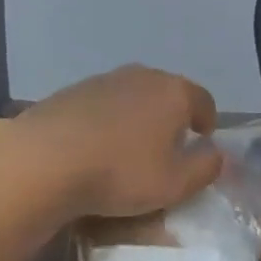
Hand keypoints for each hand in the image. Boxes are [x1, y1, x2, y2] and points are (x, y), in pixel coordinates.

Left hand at [16, 65, 222, 218]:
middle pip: (168, 93)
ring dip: (137, 117)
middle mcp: (143, 76)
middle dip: (172, 117)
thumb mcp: (175, 184)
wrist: (44, 159)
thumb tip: (216, 154)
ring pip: (133, 96)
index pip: (204, 100)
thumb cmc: (120, 172)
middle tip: (166, 147)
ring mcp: (105, 79)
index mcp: (174, 92)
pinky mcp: (72, 91)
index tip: (201, 142)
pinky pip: (103, 104)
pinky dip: (107, 120)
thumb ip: (205, 168)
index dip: (207, 122)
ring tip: (128, 148)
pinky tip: (95, 146)